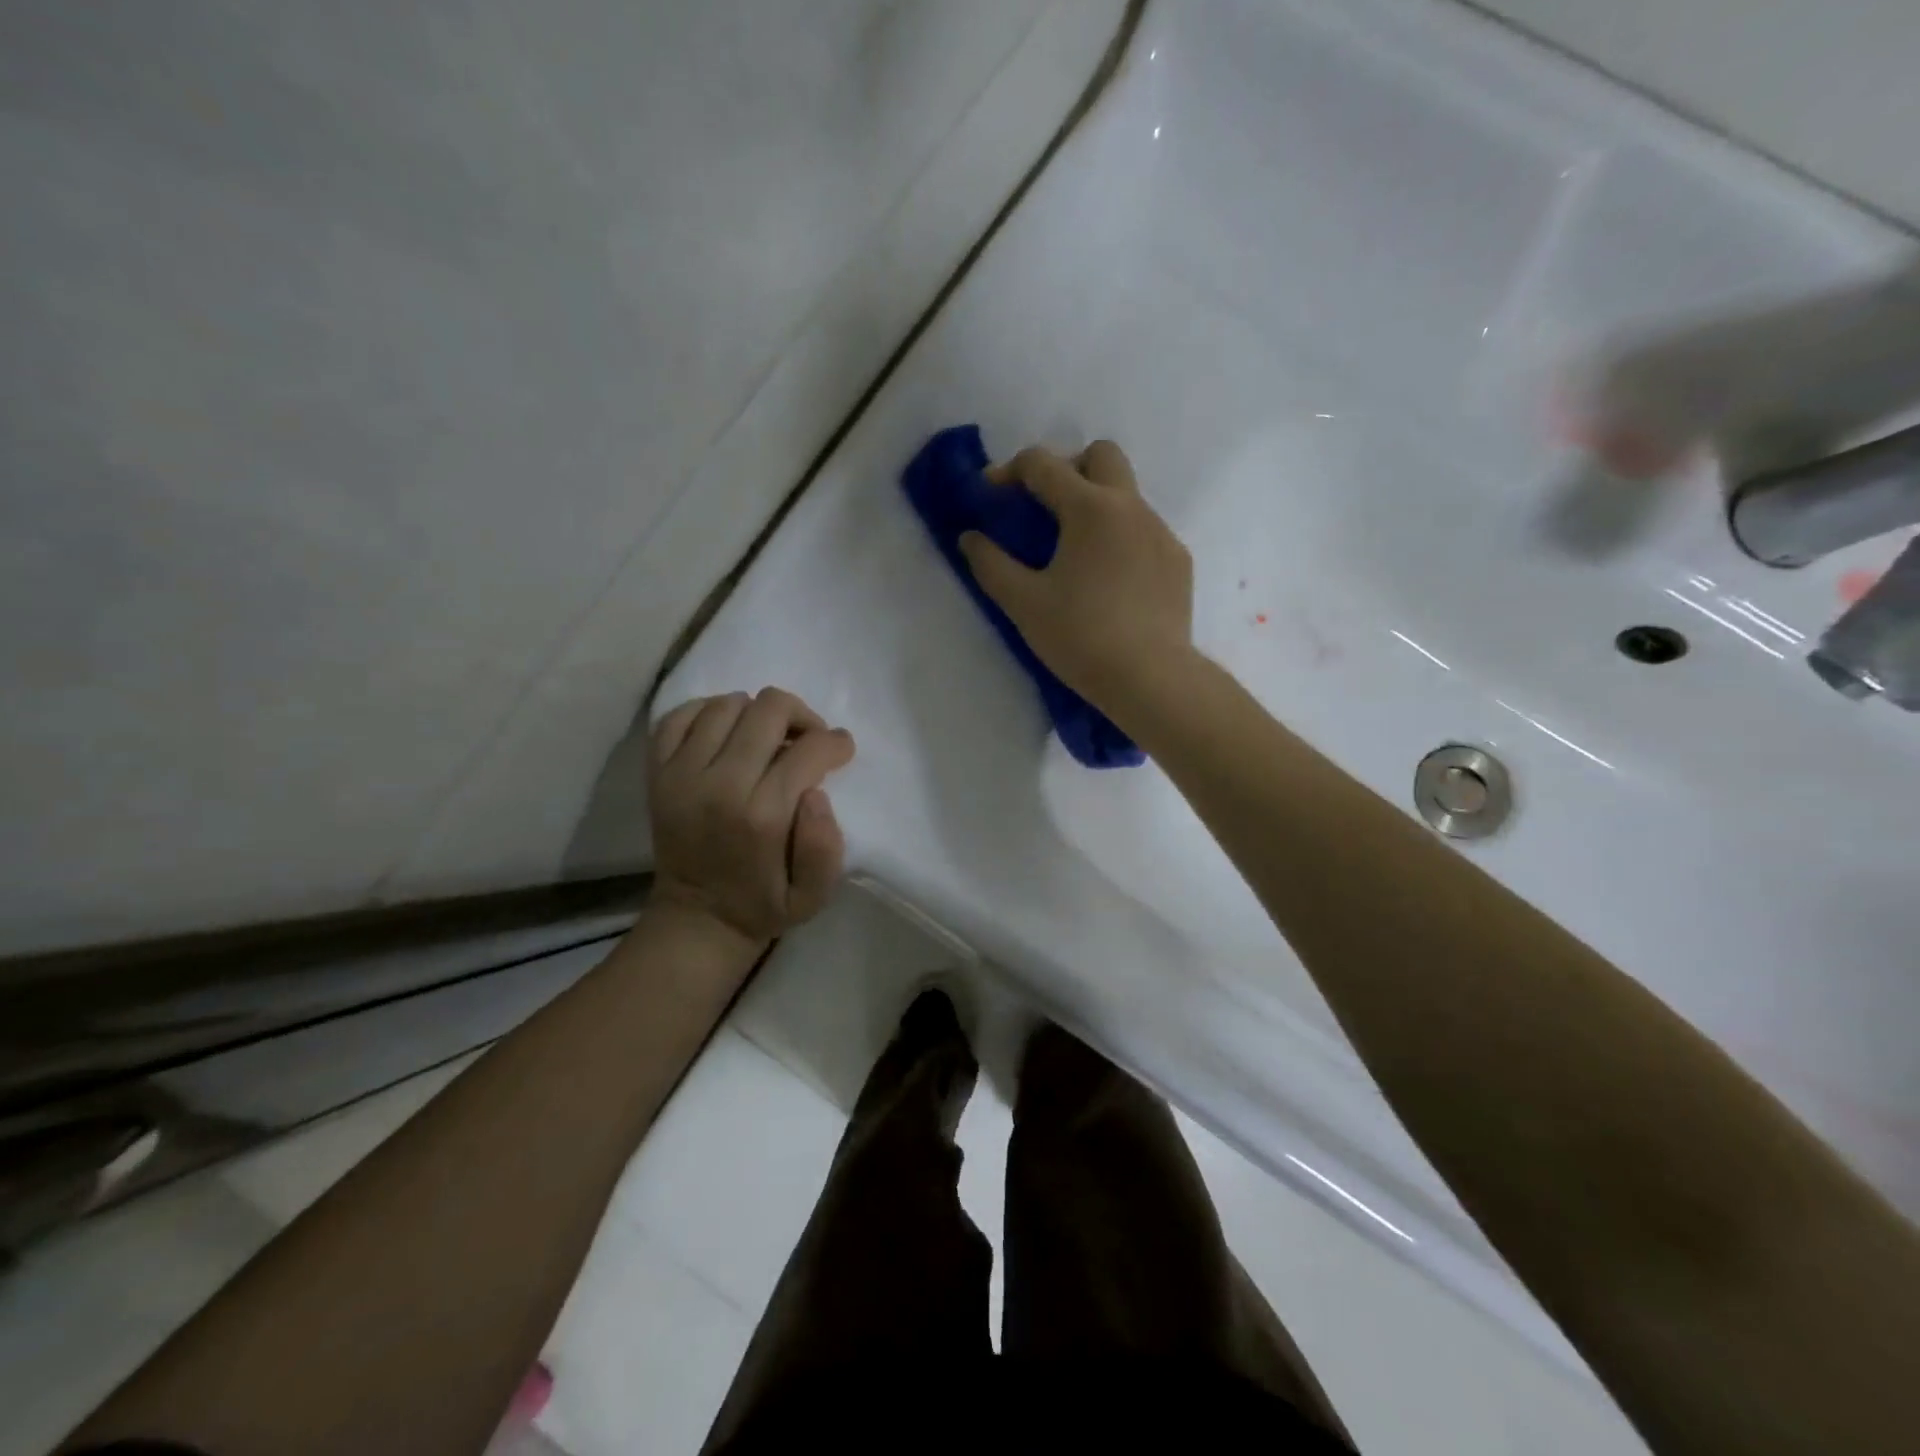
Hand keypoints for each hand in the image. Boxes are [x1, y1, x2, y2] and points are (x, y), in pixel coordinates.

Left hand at [647, 688, 855, 945]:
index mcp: (762, 816)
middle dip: (801, 716)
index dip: (835, 743)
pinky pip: (680, 715)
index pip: (808, 749)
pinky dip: (708, 712)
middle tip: (807, 740)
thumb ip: (825, 847)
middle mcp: (719, 785)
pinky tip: (727, 732)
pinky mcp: (656, 772)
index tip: (840, 751)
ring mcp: (680, 774)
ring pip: (728, 704)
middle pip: (768, 710)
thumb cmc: (763, 905)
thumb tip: (815, 793)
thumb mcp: (813, 896)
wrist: (695, 920)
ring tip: (767, 738)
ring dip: (757, 714)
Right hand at [959, 441, 1193, 709]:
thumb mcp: (1023, 603)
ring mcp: (1161, 531)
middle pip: (1100, 455)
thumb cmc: (1080, 637)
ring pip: (1126, 495)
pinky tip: (1109, 582)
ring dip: (1096, 506)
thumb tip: (970, 538)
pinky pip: (1145, 531)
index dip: (1008, 472)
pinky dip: (1121, 539)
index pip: (1043, 464)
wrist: (1151, 677)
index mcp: (1089, 508)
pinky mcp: (1178, 560)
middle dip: (1068, 468)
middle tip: (1045, 509)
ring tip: (1076, 554)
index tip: (990, 495)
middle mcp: (1130, 506)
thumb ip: (991, 564)